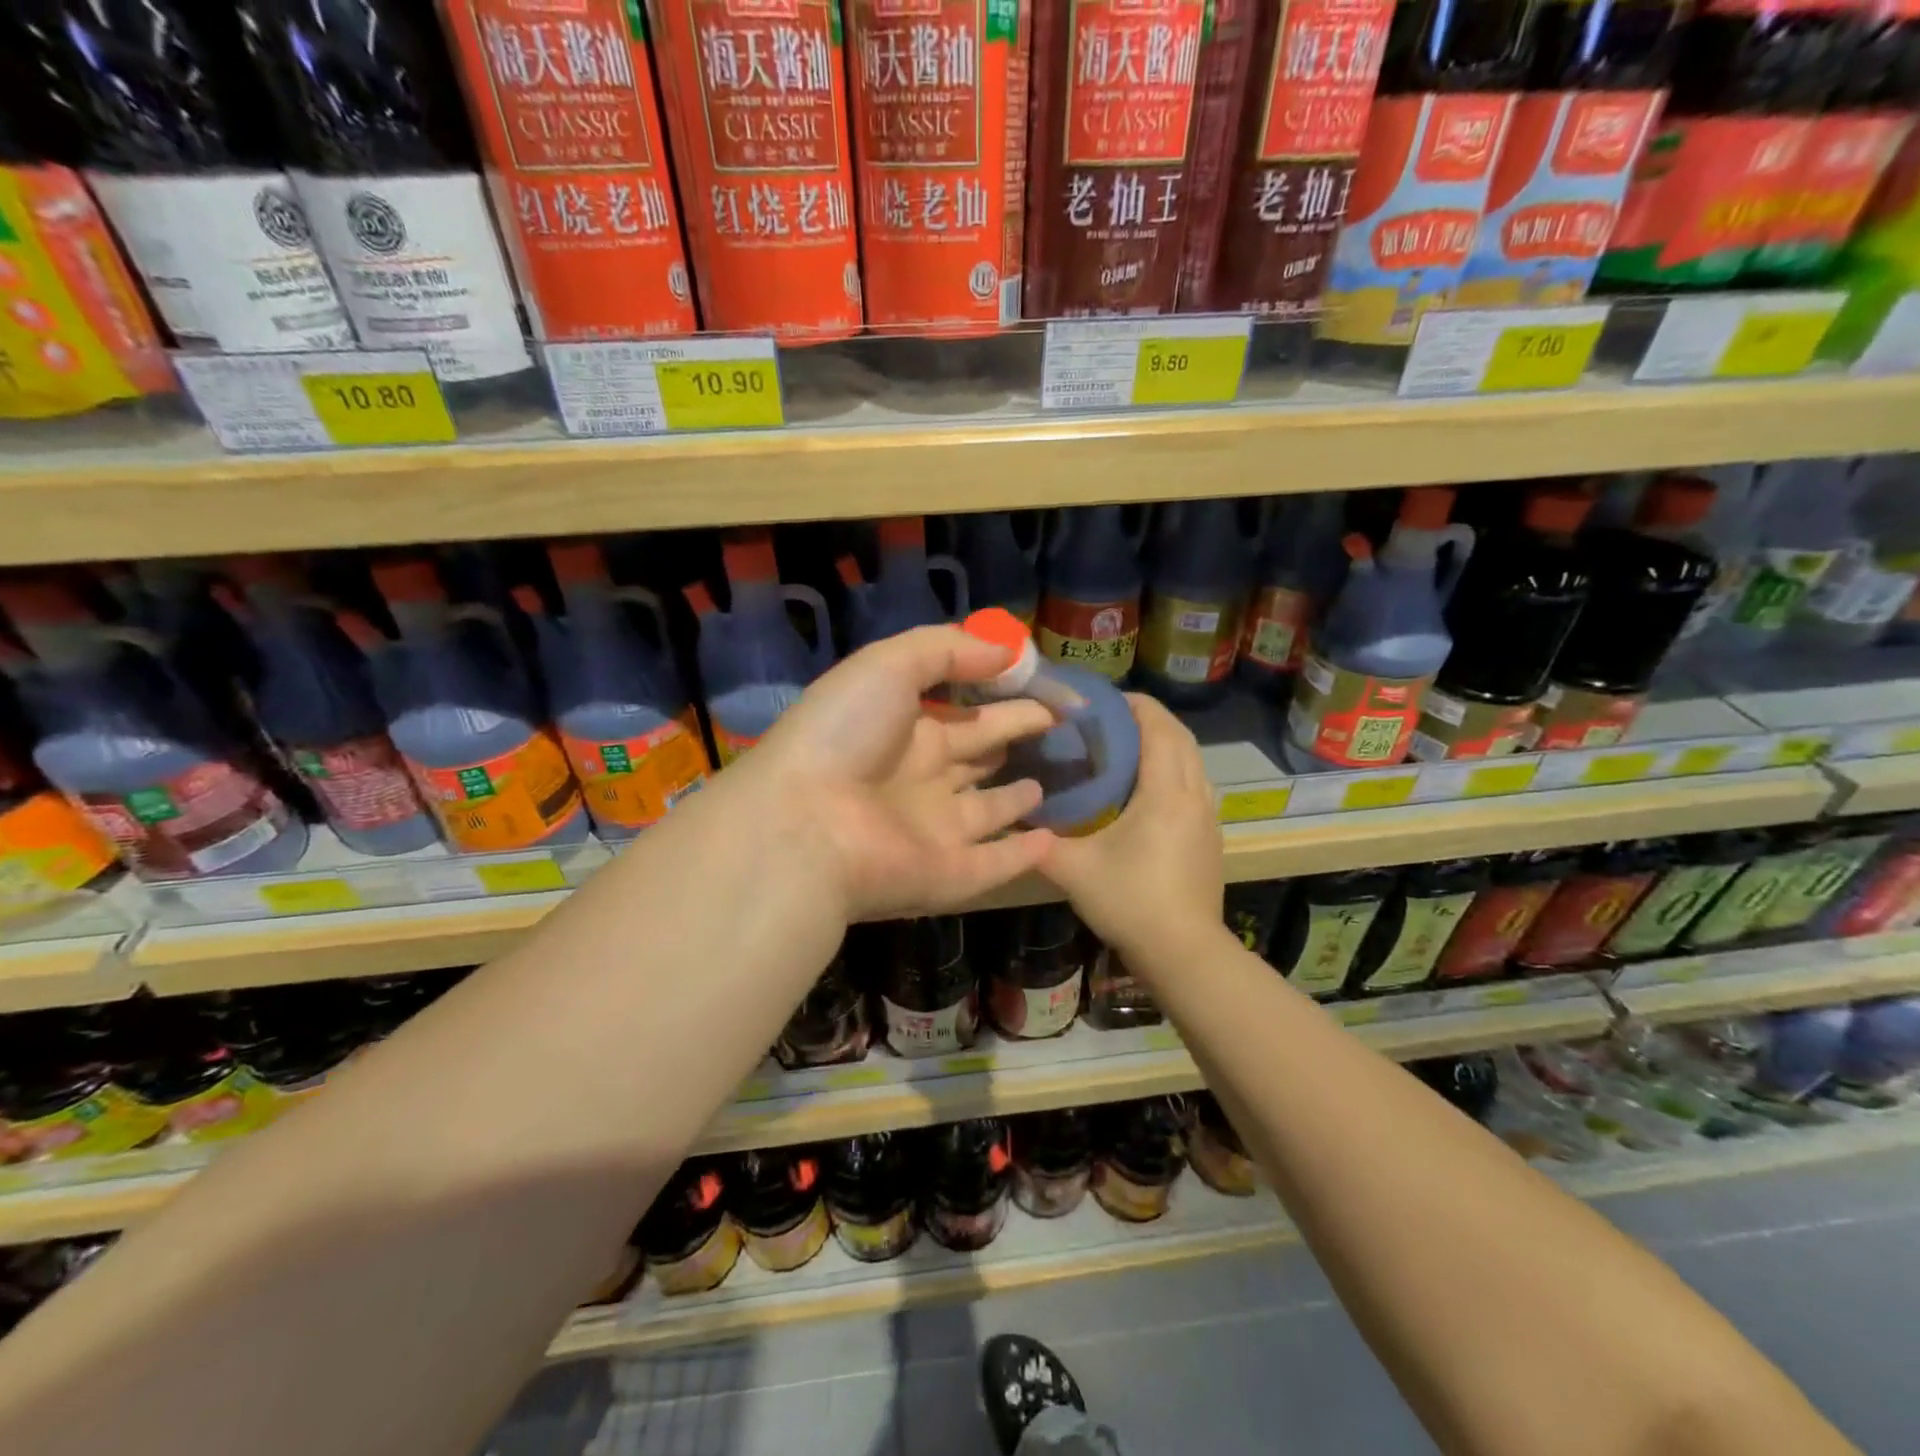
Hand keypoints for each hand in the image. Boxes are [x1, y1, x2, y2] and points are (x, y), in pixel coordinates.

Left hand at [739, 625, 1056, 921]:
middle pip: (976, 754)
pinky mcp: (947, 875)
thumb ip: (947, 650)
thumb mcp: (888, 665)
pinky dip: (1022, 856)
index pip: (962, 711)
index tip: (1045, 686)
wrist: (804, 824)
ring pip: (983, 813)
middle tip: (1056, 724)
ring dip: (1011, 800)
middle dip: (1011, 736)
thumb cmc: (845, 734)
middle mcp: (919, 778)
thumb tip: (1007, 652)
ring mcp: (932, 830)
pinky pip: (993, 865)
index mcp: (903, 728)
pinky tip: (1052, 841)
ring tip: (1044, 786)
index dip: (1001, 696)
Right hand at [1038, 694, 1224, 964]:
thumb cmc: (1131, 902)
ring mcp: (1208, 817)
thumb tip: (1008, 820)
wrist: (1184, 952)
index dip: (1135, 706)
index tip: (1104, 700)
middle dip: (1150, 719)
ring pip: (1193, 761)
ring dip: (1166, 744)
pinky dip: (1175, 769)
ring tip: (1128, 747)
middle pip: (1181, 737)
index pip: (1158, 728)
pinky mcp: (1210, 837)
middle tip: (1111, 719)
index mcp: (1166, 792)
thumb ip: (1038, 842)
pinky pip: (1195, 784)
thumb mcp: (1074, 870)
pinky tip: (1147, 789)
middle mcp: (1194, 795)